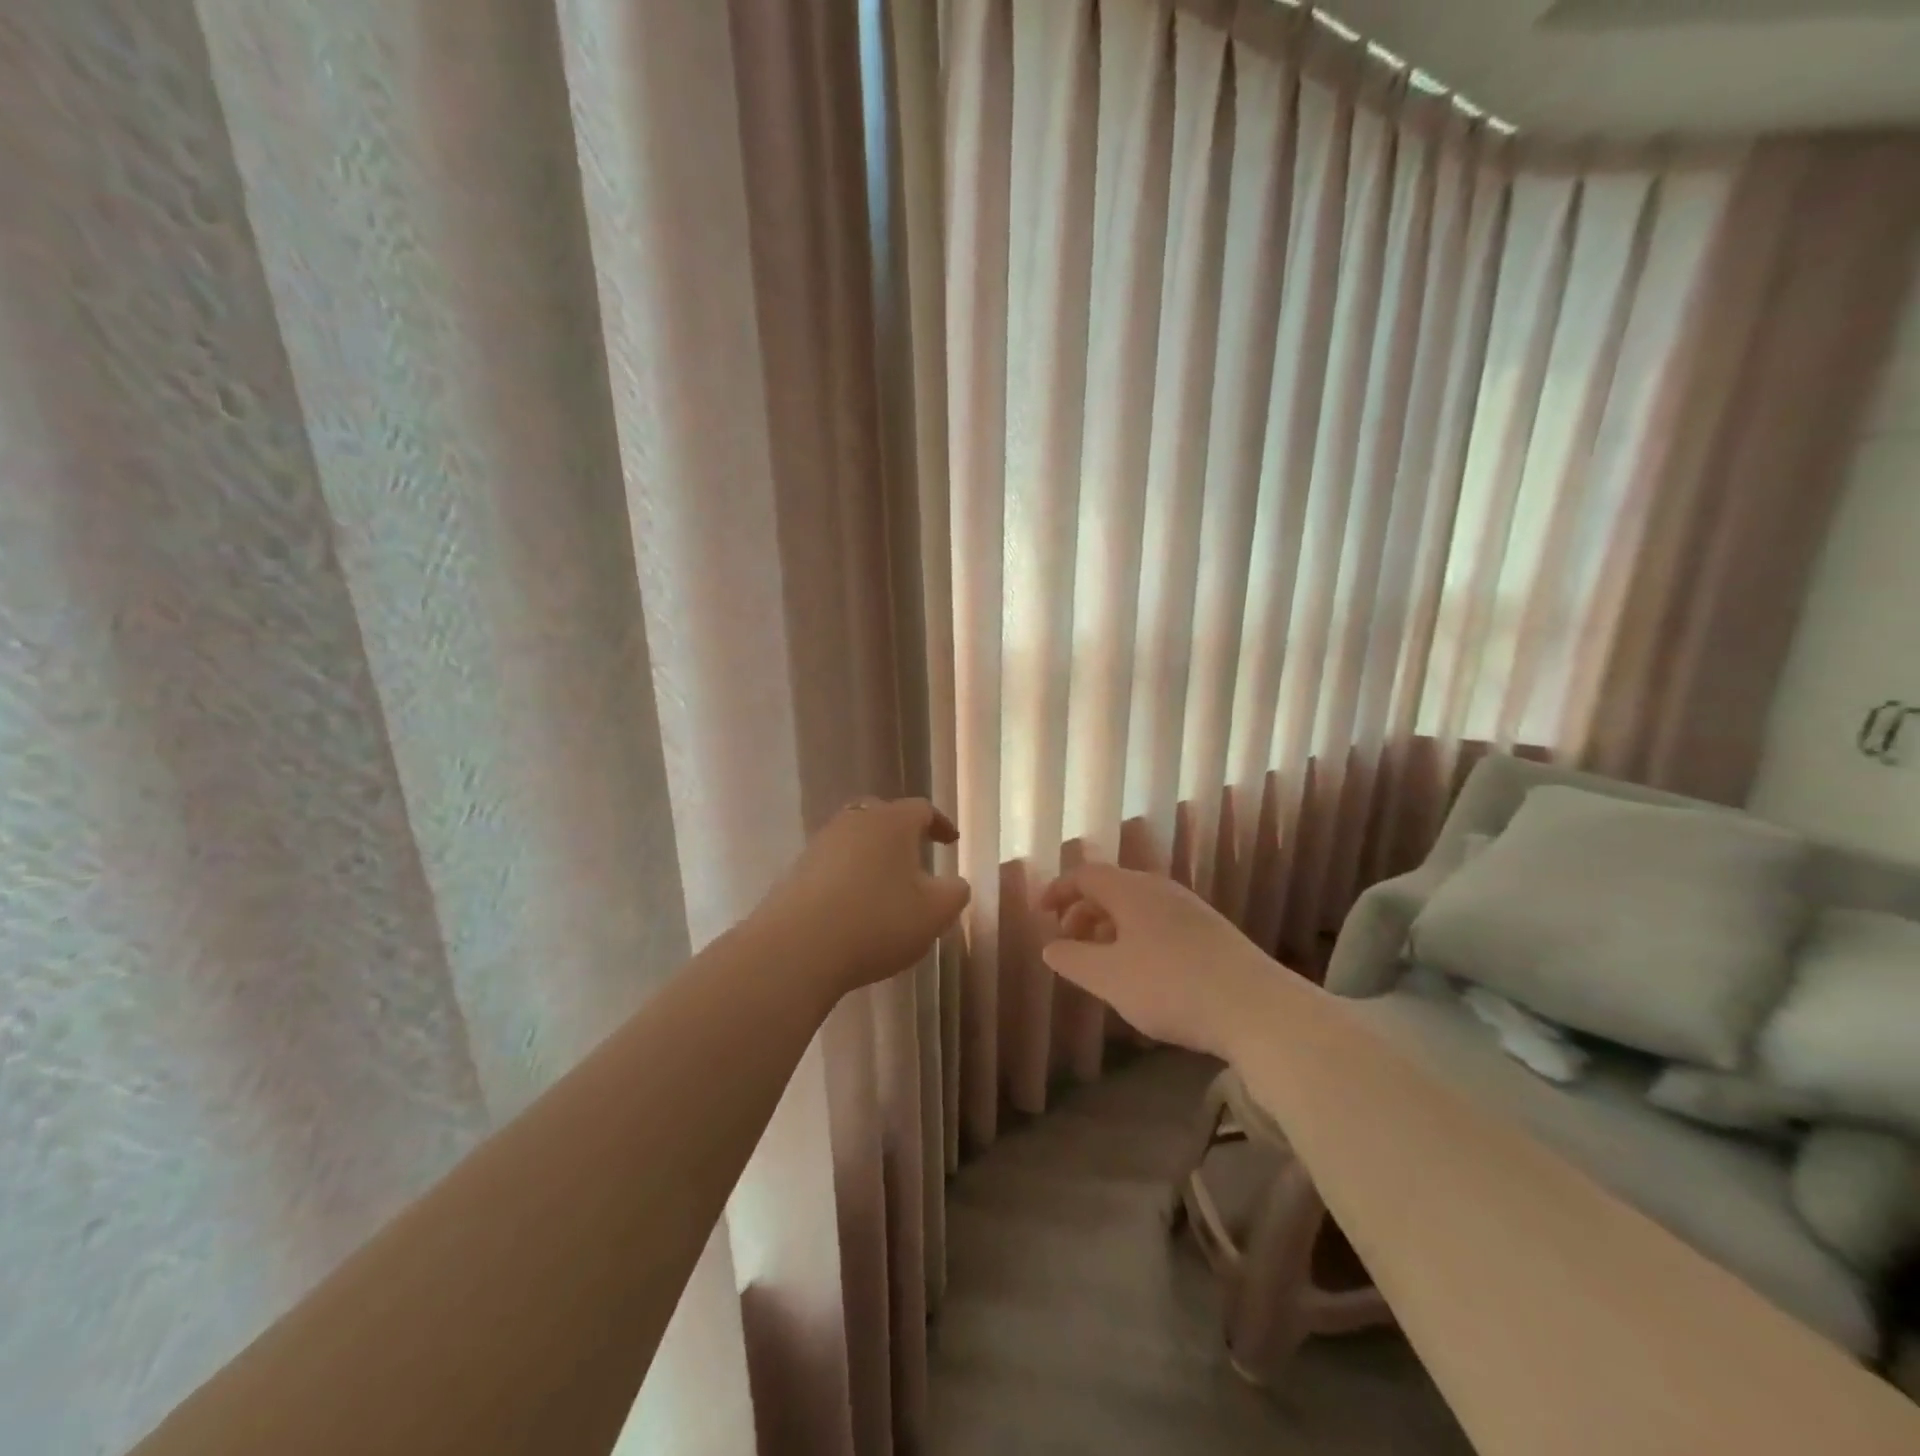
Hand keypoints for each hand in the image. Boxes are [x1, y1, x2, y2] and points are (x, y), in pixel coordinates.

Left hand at [754, 797, 971, 1000]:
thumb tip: (955, 883)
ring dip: (873, 855)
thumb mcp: (935, 913)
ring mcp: (820, 844)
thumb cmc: (878, 921)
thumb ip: (956, 893)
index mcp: (892, 822)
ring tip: (886, 884)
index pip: (922, 809)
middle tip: (915, 855)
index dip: (940, 824)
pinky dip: (848, 875)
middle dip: (902, 833)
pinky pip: (832, 863)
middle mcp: (855, 822)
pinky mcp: (797, 871)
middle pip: (883, 815)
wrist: (797, 948)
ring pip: (854, 838)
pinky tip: (854, 905)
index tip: (950, 842)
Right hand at [1039, 864, 1274, 1058]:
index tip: (1041, 914)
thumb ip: (1072, 960)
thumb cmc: (1169, 986)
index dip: (1058, 890)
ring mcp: (1190, 909)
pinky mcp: (1211, 931)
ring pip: (1137, 906)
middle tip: (1068, 941)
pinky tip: (1143, 971)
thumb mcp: (1108, 978)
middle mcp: (1160, 889)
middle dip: (1083, 911)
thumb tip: (1051, 947)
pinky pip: (1160, 922)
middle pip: (1112, 887)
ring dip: (1110, 926)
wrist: (1254, 1006)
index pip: (1085, 875)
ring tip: (1102, 961)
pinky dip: (1136, 936)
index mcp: (1131, 890)